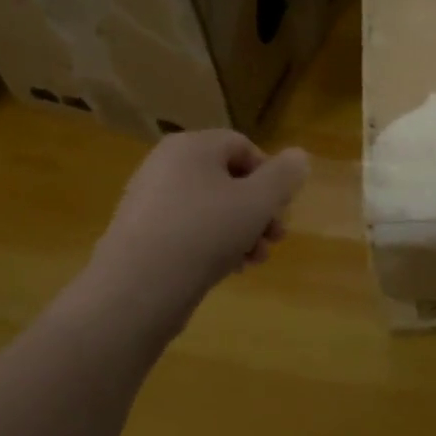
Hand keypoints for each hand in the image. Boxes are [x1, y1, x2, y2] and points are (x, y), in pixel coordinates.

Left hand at [85, 130, 309, 333]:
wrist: (136, 289)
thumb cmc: (205, 232)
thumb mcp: (258, 201)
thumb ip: (284, 176)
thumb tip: (298, 156)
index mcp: (192, 146)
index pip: (243, 146)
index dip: (270, 175)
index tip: (283, 207)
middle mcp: (166, 165)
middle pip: (228, 179)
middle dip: (259, 209)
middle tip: (277, 238)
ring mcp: (150, 200)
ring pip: (211, 208)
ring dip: (242, 230)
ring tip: (256, 259)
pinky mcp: (141, 234)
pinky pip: (188, 229)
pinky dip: (213, 244)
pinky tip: (230, 269)